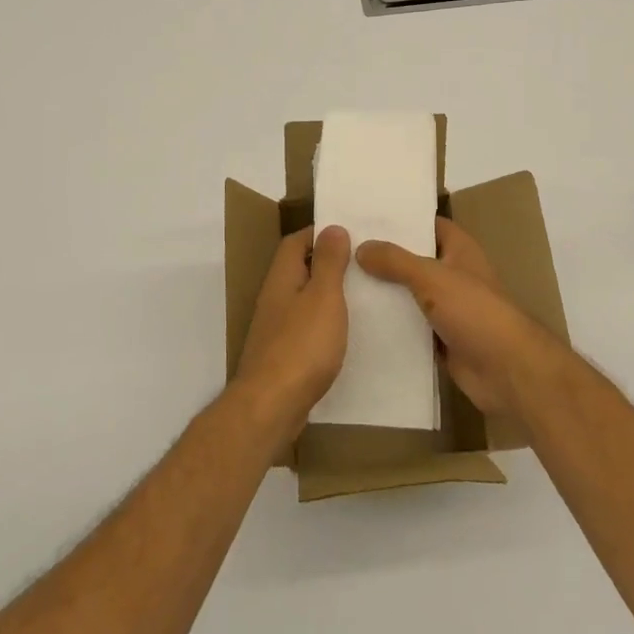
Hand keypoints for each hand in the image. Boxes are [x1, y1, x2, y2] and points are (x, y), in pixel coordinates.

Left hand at [234, 225, 350, 431]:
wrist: (271, 406)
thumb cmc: (301, 345)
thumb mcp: (323, 297)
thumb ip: (328, 263)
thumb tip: (332, 228)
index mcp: (282, 278)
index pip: (295, 241)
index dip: (319, 233)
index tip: (350, 233)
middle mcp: (274, 298)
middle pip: (298, 269)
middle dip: (326, 262)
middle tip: (362, 263)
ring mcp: (275, 328)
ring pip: (302, 299)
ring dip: (326, 294)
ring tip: (361, 295)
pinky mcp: (282, 355)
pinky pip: (304, 327)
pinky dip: (323, 323)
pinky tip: (343, 334)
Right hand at [357, 218, 565, 421]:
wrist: (507, 371)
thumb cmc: (475, 311)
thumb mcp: (431, 277)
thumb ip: (395, 261)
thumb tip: (361, 247)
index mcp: (459, 250)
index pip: (427, 225)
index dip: (401, 220)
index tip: (364, 218)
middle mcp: (453, 275)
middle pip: (414, 260)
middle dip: (384, 257)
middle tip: (343, 250)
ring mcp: (448, 309)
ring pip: (409, 294)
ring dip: (384, 292)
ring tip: (341, 282)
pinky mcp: (441, 339)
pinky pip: (410, 326)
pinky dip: (391, 324)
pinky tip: (357, 321)